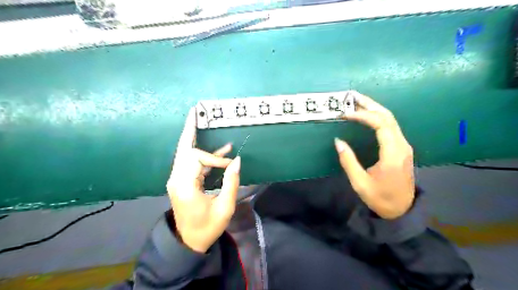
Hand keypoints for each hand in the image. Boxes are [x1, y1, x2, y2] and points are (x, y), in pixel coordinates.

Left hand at [166, 108, 240, 251]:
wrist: (188, 241)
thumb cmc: (207, 227)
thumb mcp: (224, 207)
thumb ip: (231, 182)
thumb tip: (237, 161)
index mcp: (185, 185)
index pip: (197, 158)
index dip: (215, 159)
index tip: (230, 167)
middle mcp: (177, 178)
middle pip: (184, 148)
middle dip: (191, 130)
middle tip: (195, 111)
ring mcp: (178, 179)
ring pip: (185, 153)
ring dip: (194, 138)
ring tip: (199, 120)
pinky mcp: (182, 181)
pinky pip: (192, 162)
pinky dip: (204, 154)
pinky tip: (220, 151)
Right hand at [334, 91, 415, 218]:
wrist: (402, 210)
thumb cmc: (380, 198)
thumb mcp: (360, 183)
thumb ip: (348, 161)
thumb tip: (338, 141)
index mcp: (393, 154)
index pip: (381, 124)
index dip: (363, 116)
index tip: (346, 114)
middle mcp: (402, 145)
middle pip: (388, 117)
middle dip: (369, 104)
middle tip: (352, 96)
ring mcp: (403, 146)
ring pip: (391, 119)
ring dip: (374, 108)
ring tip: (356, 101)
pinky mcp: (401, 148)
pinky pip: (390, 126)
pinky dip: (377, 117)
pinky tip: (366, 115)